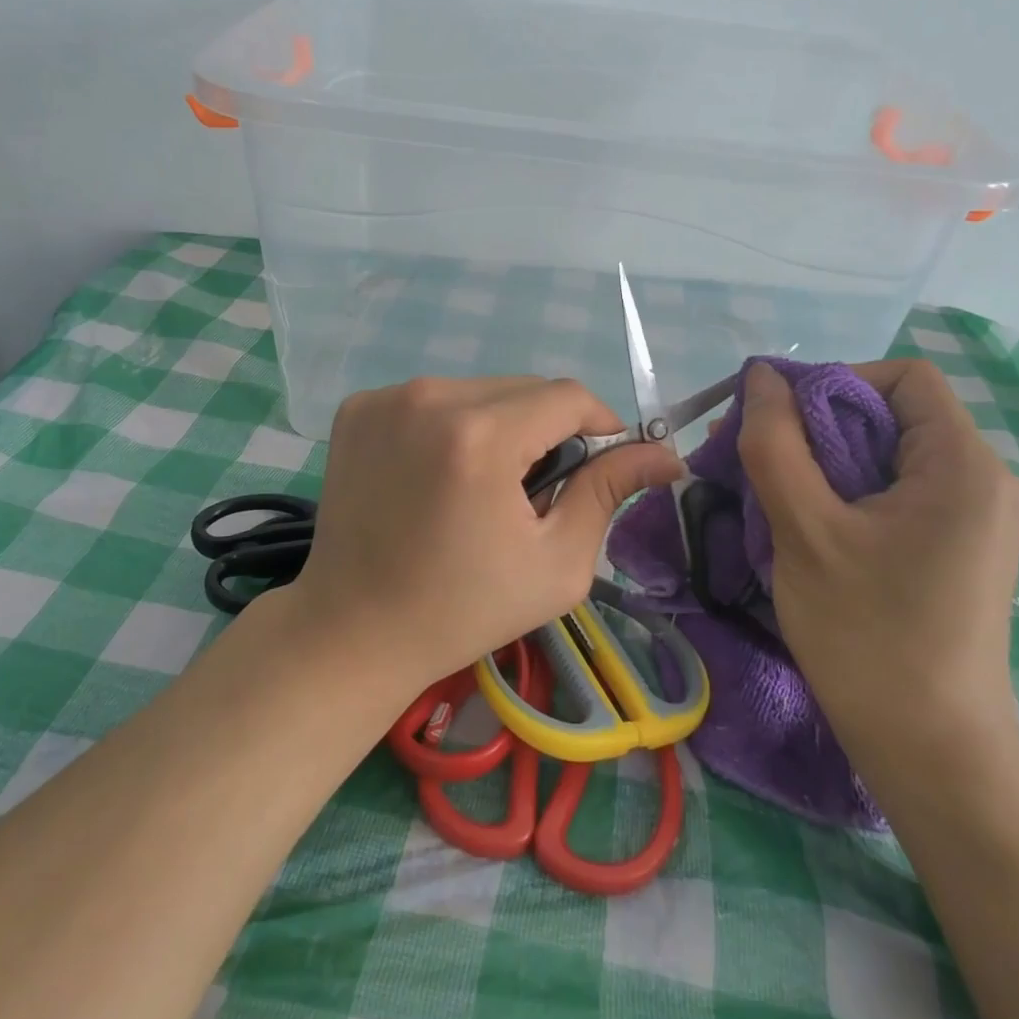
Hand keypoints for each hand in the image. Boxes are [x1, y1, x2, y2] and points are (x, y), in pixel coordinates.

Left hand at [289, 377, 681, 691]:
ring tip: (484, 486)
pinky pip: (433, 399)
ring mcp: (386, 398)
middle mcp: (429, 397)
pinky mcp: (358, 408)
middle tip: (537, 490)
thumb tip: (665, 455)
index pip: (568, 396)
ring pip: (479, 390)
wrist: (354, 629)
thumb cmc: (463, 609)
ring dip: (500, 425)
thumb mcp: (557, 563)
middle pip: (523, 388)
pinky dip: (452, 426)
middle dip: (547, 429)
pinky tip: (438, 476)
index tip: (600, 464)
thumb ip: (609, 492)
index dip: (599, 424)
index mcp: (481, 437)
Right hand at [736, 359, 1018, 779]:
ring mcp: (973, 519)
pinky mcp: (957, 550)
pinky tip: (806, 528)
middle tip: (755, 459)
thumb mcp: (805, 530)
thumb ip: (776, 444)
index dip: (834, 382)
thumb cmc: (867, 635)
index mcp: (963, 464)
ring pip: (887, 457)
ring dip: (823, 463)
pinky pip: (895, 494)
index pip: (902, 377)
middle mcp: (982, 480)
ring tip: (771, 496)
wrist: (931, 752)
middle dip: (816, 426)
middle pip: (892, 415)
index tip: (777, 421)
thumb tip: (762, 375)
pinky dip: (845, 494)